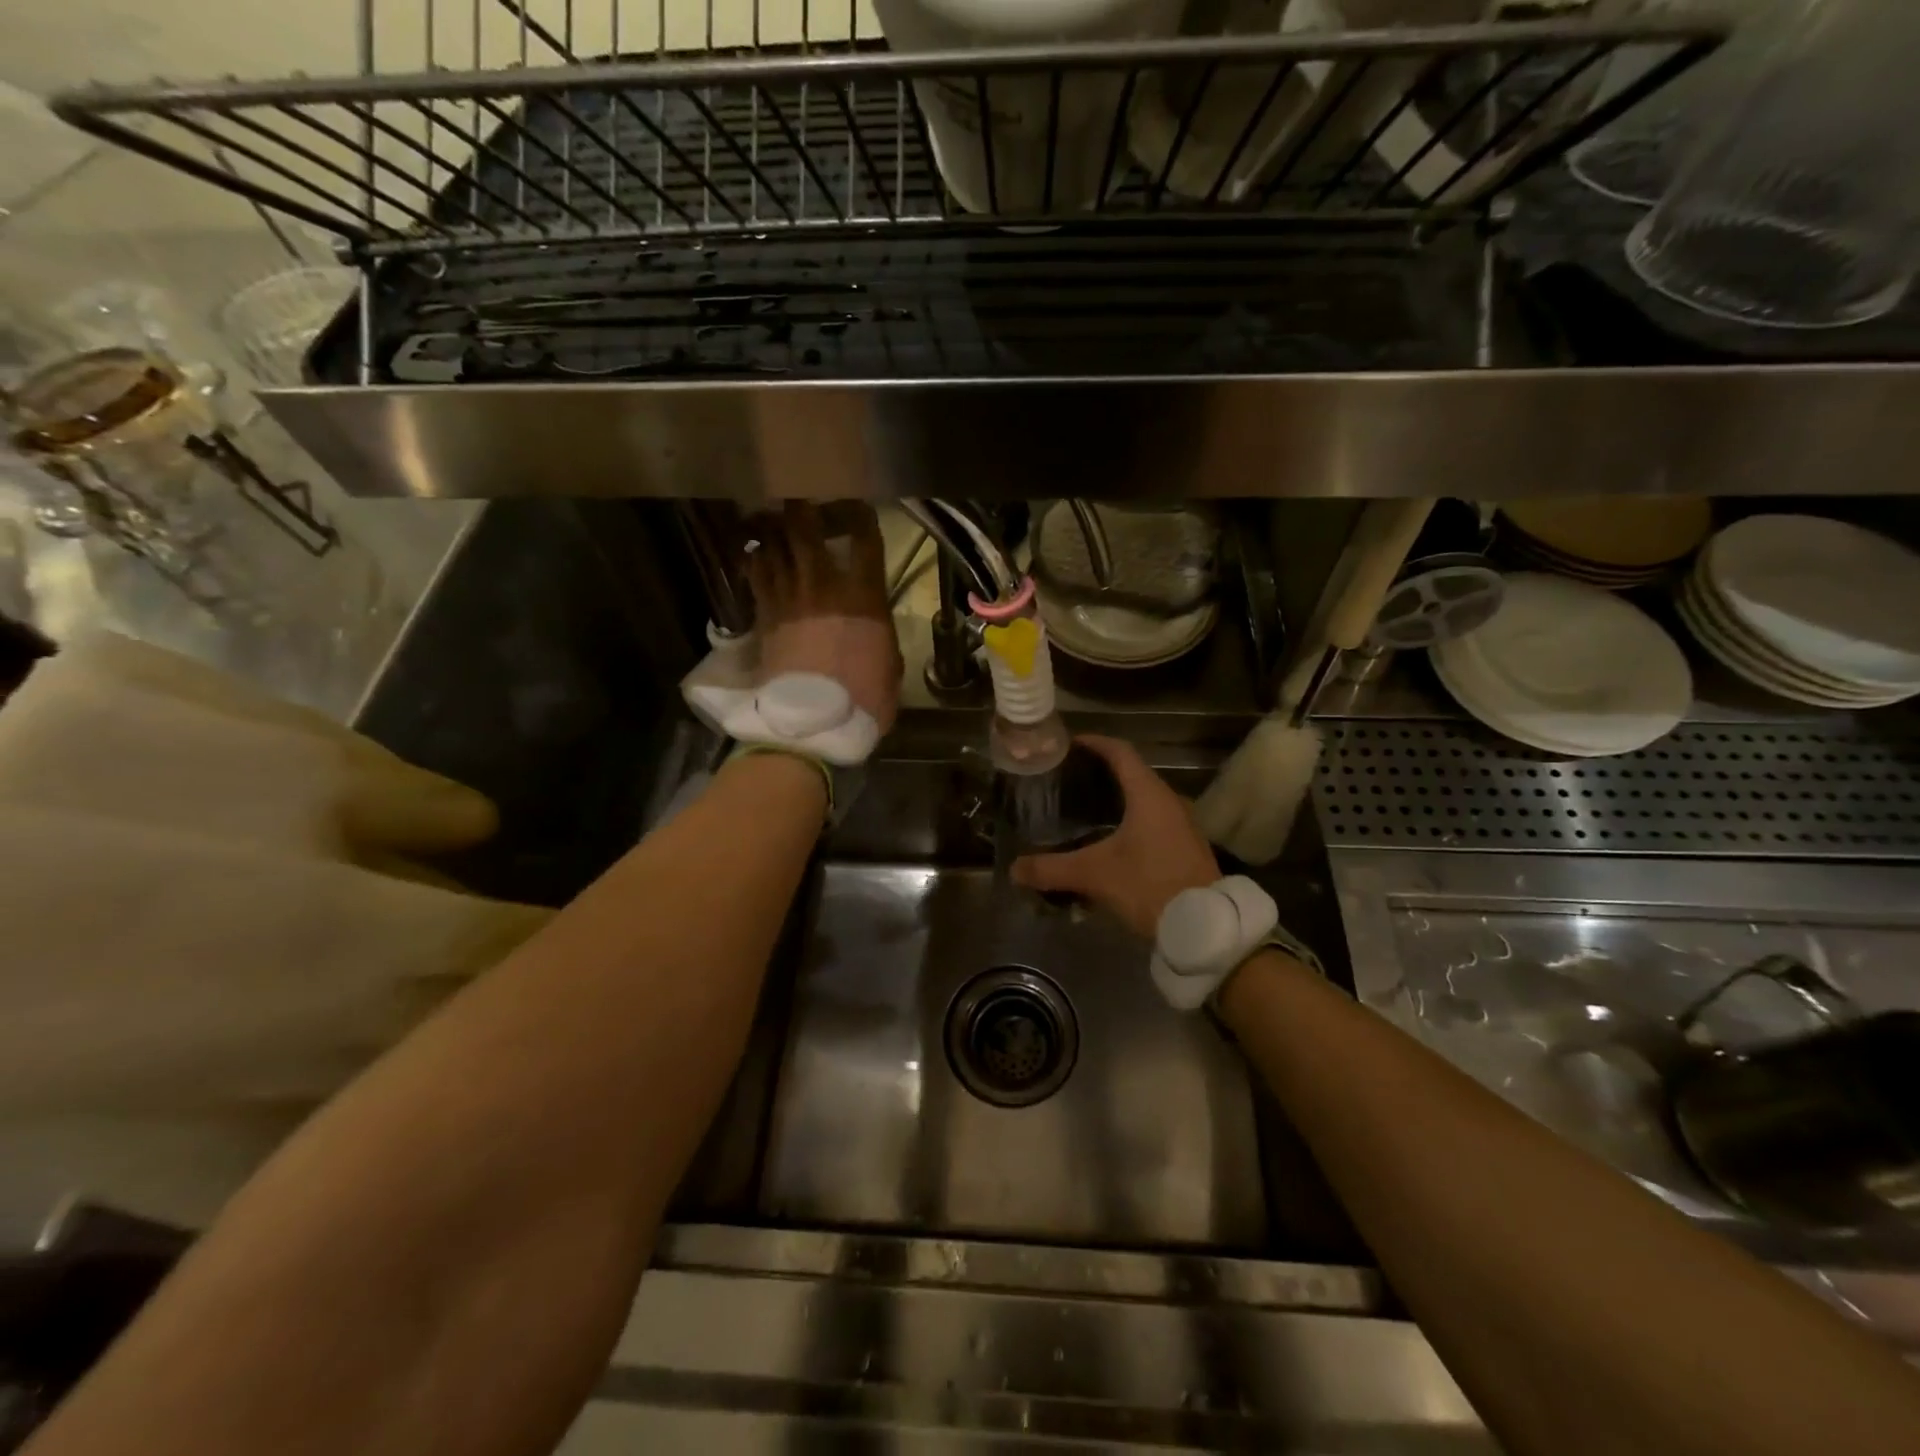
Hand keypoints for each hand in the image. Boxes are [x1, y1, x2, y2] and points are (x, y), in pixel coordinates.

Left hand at [747, 502, 903, 733]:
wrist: (814, 725)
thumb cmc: (864, 700)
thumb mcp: (891, 667)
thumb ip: (883, 637)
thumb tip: (876, 630)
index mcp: (864, 596)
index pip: (864, 537)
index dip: (860, 514)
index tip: (857, 508)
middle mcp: (823, 585)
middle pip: (805, 526)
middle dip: (801, 506)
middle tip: (800, 499)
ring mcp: (789, 597)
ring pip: (772, 544)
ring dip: (772, 529)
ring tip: (773, 522)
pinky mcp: (764, 615)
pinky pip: (755, 575)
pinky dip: (755, 561)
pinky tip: (757, 557)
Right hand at [1011, 735, 1220, 940]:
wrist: (1203, 925)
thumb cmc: (1150, 885)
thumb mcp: (1095, 875)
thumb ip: (1052, 869)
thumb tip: (1014, 869)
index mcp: (1148, 794)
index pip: (1120, 752)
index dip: (1094, 743)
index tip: (1069, 744)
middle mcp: (1168, 801)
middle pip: (1132, 772)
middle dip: (1101, 771)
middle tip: (1068, 778)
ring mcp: (1181, 824)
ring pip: (1143, 797)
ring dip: (1117, 797)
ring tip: (1083, 806)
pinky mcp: (1184, 846)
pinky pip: (1152, 819)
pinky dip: (1129, 818)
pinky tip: (1109, 839)